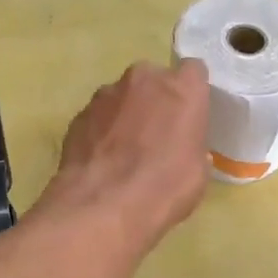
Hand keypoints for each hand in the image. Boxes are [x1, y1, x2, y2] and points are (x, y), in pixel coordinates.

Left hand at [37, 59, 209, 257]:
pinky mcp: (79, 114)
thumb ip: (191, 146)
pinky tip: (103, 161)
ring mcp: (106, 94)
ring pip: (122, 97)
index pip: (193, 71)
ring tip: (124, 152)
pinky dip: (102, 131)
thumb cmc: (165, 188)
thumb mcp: (198, 172)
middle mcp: (143, 80)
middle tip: (157, 135)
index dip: (191, 93)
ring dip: (126, 115)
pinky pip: (98, 117)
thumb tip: (181, 149)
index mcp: (182, 89)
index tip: (189, 115)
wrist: (103, 206)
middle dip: (155, 100)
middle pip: (153, 80)